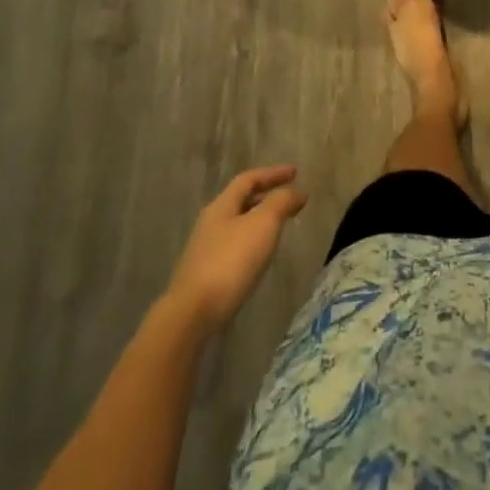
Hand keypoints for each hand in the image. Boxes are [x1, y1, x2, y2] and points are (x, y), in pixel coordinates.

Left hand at [166, 165, 307, 331]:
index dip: (273, 173)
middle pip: (240, 201)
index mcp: (222, 205)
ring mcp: (204, 251)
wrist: (191, 316)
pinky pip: (233, 248)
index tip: (296, 173)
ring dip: (258, 221)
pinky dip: (251, 243)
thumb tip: (297, 191)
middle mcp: (210, 223)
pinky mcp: (204, 277)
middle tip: (288, 200)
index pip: (249, 179)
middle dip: (265, 196)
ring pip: (237, 225)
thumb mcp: (263, 224)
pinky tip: (258, 258)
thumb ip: (281, 202)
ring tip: (278, 228)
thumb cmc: (230, 262)